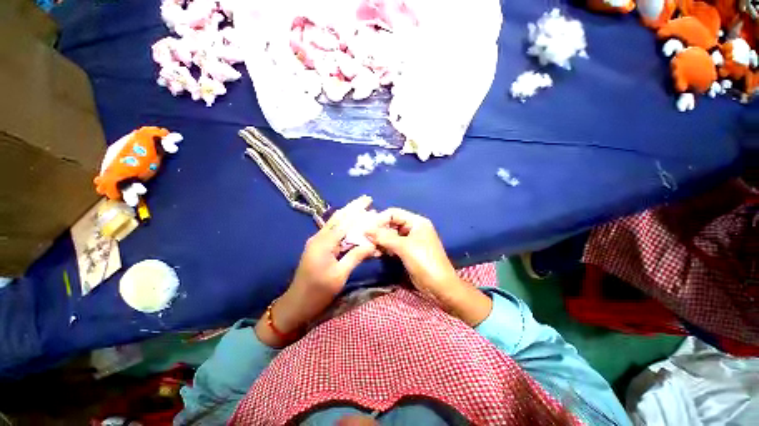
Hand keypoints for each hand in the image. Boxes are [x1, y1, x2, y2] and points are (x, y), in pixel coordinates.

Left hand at [256, 196, 376, 346]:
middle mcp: (319, 237)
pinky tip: (353, 223)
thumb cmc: (318, 292)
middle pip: (338, 218)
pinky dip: (345, 225)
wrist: (296, 303)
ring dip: (349, 214)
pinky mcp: (318, 247)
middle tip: (367, 199)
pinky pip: (333, 232)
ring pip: (335, 223)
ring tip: (362, 207)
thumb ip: (355, 256)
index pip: (344, 222)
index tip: (369, 201)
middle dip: (353, 207)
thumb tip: (372, 243)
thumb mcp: (339, 275)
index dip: (357, 211)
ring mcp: (317, 241)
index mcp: (323, 243)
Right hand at [365, 208, 491, 325]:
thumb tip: (366, 229)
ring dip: (380, 240)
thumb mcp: (404, 247)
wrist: (439, 286)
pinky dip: (384, 248)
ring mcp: (410, 240)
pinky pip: (392, 245)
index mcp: (417, 222)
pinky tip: (376, 253)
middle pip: (391, 224)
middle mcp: (413, 228)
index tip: (366, 228)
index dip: (380, 219)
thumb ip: (384, 237)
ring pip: (390, 235)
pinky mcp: (407, 252)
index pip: (394, 213)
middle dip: (378, 230)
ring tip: (369, 247)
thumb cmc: (424, 262)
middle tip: (364, 238)